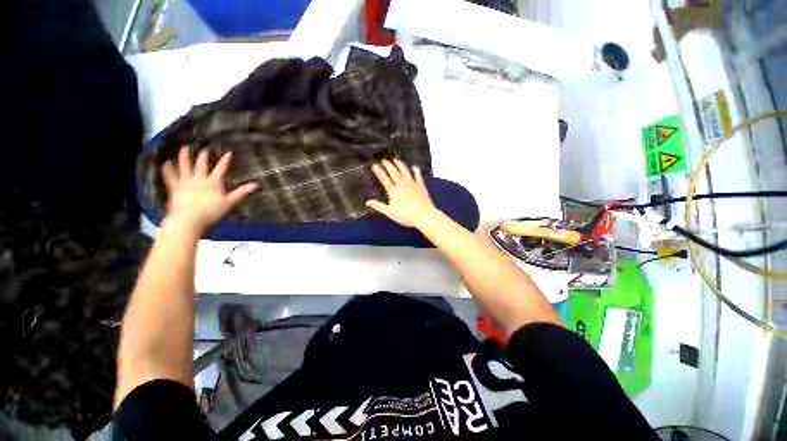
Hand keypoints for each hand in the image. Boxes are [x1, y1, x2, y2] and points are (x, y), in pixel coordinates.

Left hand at [162, 147, 257, 230]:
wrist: (188, 218)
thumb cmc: (211, 211)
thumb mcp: (229, 202)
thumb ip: (241, 193)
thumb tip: (256, 185)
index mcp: (213, 182)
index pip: (221, 169)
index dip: (225, 161)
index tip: (229, 153)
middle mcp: (198, 179)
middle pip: (201, 165)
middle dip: (203, 156)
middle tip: (204, 149)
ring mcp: (185, 182)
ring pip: (184, 167)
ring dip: (184, 157)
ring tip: (184, 148)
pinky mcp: (175, 188)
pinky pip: (171, 177)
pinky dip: (168, 169)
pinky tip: (166, 163)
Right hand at [366, 159, 437, 227]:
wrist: (422, 214)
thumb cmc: (405, 215)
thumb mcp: (389, 212)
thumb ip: (378, 206)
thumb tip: (367, 202)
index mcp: (393, 191)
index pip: (384, 179)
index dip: (379, 172)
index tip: (374, 165)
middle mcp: (402, 184)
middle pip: (394, 173)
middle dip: (388, 165)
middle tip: (384, 160)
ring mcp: (412, 184)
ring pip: (405, 171)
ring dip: (400, 165)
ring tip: (396, 159)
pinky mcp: (421, 186)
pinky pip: (418, 176)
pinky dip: (416, 171)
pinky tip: (415, 167)